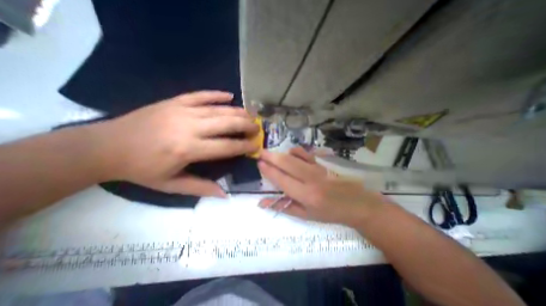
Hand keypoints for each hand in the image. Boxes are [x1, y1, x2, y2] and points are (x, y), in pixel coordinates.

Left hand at [94, 90, 259, 196]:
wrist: (105, 146)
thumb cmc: (141, 169)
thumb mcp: (171, 185)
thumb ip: (200, 188)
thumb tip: (225, 194)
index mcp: (188, 149)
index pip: (226, 147)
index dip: (244, 146)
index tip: (257, 146)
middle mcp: (188, 127)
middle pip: (226, 123)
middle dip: (246, 125)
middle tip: (257, 128)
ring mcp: (181, 111)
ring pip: (218, 109)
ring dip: (238, 112)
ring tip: (251, 115)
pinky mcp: (174, 101)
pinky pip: (200, 95)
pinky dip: (216, 94)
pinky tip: (229, 95)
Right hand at [259, 147, 389, 225]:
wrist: (356, 204)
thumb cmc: (329, 213)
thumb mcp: (305, 215)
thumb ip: (284, 207)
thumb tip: (262, 203)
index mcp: (306, 195)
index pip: (282, 179)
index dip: (268, 170)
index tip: (259, 163)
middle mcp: (311, 179)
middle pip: (286, 163)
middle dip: (271, 156)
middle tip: (260, 152)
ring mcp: (318, 168)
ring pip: (295, 156)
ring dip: (281, 153)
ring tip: (272, 155)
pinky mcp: (323, 163)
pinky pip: (306, 153)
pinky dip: (295, 152)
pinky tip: (291, 154)